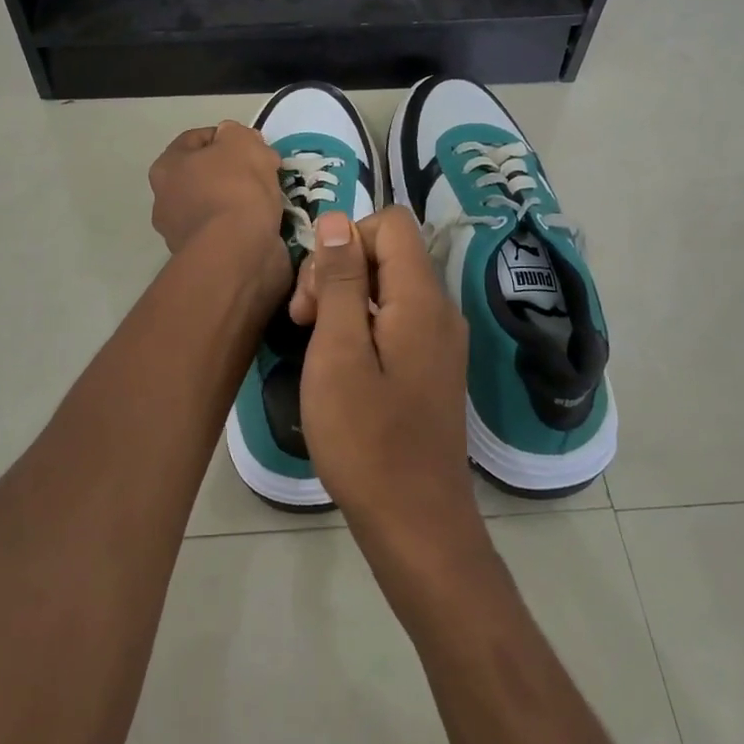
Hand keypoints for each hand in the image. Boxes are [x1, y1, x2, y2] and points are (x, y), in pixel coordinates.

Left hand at [148, 121, 286, 274]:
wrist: (237, 254)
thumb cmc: (235, 189)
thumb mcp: (241, 142)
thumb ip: (236, 133)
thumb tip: (233, 140)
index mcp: (166, 168)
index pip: (197, 139)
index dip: (228, 136)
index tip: (255, 145)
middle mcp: (165, 200)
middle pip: (206, 173)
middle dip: (235, 170)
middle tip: (264, 172)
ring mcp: (181, 233)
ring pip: (217, 203)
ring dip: (241, 200)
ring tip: (270, 200)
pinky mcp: (203, 258)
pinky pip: (227, 231)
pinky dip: (244, 226)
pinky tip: (265, 224)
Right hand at [289, 207, 476, 539]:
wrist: (416, 523)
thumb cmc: (367, 439)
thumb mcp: (338, 352)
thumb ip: (339, 280)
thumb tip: (338, 220)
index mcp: (422, 298)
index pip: (391, 224)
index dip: (346, 240)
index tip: (315, 289)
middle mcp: (440, 310)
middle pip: (388, 254)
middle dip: (338, 271)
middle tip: (303, 321)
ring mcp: (440, 341)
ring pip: (388, 288)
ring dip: (344, 301)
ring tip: (314, 345)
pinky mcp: (432, 367)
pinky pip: (395, 320)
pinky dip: (362, 327)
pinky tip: (338, 364)